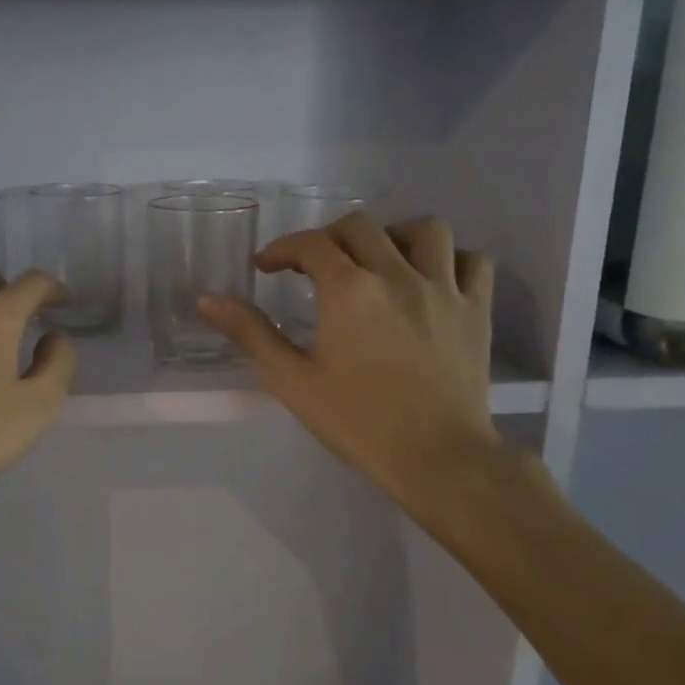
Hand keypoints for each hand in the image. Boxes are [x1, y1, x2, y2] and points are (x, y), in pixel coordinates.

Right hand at [198, 214, 504, 530]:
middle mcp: (397, 275)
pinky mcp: (477, 310)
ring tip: (378, 260)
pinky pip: (473, 262)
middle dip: (328, 238)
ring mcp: (444, 289)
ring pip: (426, 230)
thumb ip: (250, 333)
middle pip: (361, 226)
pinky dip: (451, 260)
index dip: (282, 249)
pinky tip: (431, 280)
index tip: (267, 267)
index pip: (310, 244)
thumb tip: (207, 299)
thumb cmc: (358, 421)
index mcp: (349, 290)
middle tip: (314, 267)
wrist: (437, 458)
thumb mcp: (291, 380)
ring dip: (394, 235)